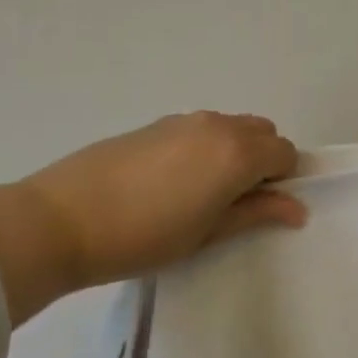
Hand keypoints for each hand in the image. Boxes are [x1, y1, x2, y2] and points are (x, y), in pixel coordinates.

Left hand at [19, 112, 306, 292]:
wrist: (60, 220)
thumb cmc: (144, 237)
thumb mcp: (207, 232)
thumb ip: (256, 213)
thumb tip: (297, 208)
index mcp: (238, 152)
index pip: (285, 153)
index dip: (283, 180)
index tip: (262, 207)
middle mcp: (218, 125)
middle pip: (263, 132)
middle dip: (263, 160)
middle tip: (237, 199)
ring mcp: (185, 120)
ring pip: (231, 127)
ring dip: (235, 151)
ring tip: (203, 191)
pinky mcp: (156, 123)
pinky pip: (201, 128)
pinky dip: (206, 146)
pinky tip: (173, 180)